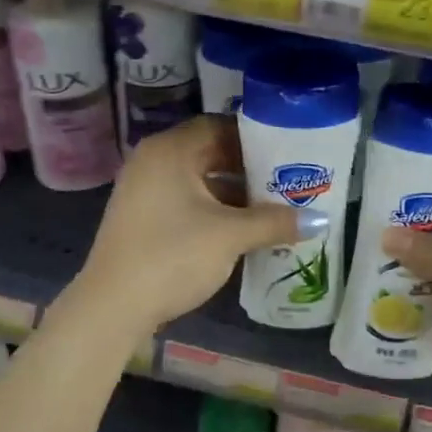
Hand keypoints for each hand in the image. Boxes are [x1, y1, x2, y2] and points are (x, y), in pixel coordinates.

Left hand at [70, 117, 308, 337]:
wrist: (112, 306)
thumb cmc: (172, 256)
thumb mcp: (229, 237)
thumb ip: (274, 222)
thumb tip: (319, 220)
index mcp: (170, 150)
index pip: (218, 126)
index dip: (254, 136)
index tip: (287, 149)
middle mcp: (153, 160)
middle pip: (208, 151)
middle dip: (247, 165)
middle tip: (286, 177)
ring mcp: (144, 189)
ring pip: (198, 178)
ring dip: (232, 190)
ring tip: (272, 203)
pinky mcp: (142, 216)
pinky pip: (185, 198)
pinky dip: (213, 207)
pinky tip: (241, 226)